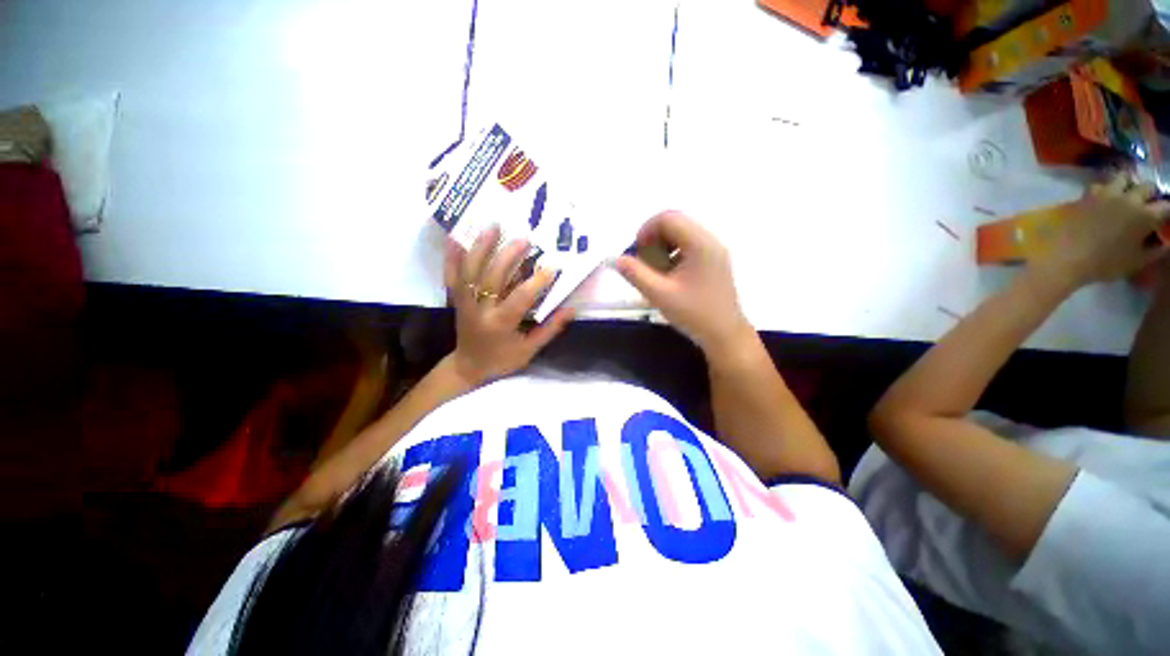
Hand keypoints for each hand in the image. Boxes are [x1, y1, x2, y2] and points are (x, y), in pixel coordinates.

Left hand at [444, 226, 572, 385]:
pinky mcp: (456, 300)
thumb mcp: (529, 350)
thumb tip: (571, 309)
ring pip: (470, 271)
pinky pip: (451, 276)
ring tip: (493, 226)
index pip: (520, 298)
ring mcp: (464, 303)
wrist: (468, 368)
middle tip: (525, 239)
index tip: (552, 267)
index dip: (536, 282)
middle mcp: (479, 311)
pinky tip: (455, 237)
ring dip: (480, 247)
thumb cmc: (502, 360)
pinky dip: (452, 257)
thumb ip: (550, 329)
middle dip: (508, 256)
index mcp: (500, 325)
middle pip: (492, 278)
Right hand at [615, 211, 753, 354]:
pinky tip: (669, 275)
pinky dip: (673, 254)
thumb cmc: (694, 314)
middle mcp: (710, 241)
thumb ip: (636, 274)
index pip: (668, 218)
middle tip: (643, 261)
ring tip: (655, 270)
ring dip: (663, 246)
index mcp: (700, 244)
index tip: (637, 252)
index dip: (646, 230)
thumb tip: (617, 259)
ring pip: (682, 234)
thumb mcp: (659, 295)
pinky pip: (690, 246)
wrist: (725, 335)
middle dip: (653, 239)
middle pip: (676, 223)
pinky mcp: (715, 261)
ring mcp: (714, 250)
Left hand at [1035, 173, 1169, 287]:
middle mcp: (1129, 199)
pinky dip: (1104, 189)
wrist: (1065, 258)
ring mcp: (1106, 194)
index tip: (1163, 218)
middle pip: (1147, 186)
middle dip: (1149, 194)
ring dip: (1127, 184)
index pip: (1166, 206)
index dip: (1166, 211)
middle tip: (1146, 204)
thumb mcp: (1136, 262)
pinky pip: (1098, 185)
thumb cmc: (1104, 264)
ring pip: (1123, 178)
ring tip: (1125, 196)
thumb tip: (1164, 243)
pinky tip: (1102, 199)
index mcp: (1146, 215)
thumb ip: (1154, 250)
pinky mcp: (1086, 196)